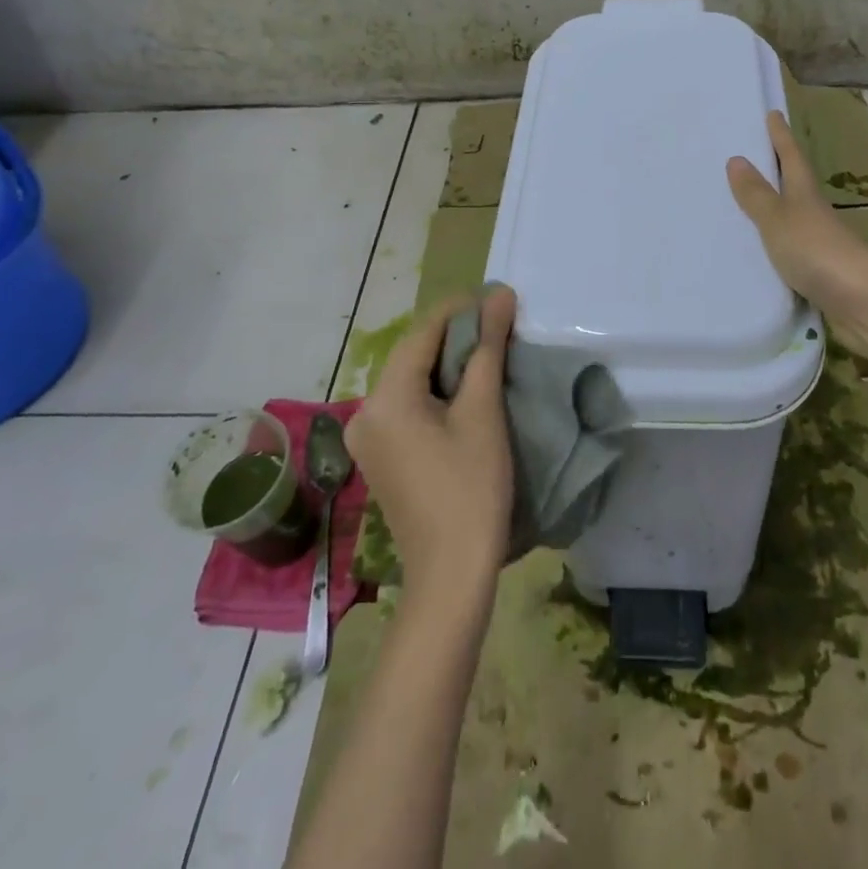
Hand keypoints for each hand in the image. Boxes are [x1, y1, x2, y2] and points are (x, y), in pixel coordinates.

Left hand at [344, 287, 516, 602]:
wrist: (451, 575)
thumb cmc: (471, 488)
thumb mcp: (483, 411)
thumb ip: (487, 347)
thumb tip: (499, 294)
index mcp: (385, 398)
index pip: (423, 332)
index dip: (461, 310)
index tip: (500, 301)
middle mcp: (366, 412)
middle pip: (414, 355)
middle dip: (457, 336)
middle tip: (502, 327)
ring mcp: (368, 438)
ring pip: (412, 380)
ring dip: (449, 364)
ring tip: (492, 354)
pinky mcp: (380, 457)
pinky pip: (408, 406)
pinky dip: (437, 392)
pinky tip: (468, 393)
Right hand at [727, 111, 867, 317]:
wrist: (862, 304)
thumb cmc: (818, 251)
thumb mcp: (779, 219)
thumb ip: (757, 195)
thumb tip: (737, 158)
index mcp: (805, 194)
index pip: (791, 157)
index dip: (781, 136)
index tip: (772, 114)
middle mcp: (814, 214)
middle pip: (794, 185)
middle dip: (775, 171)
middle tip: (749, 155)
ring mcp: (818, 244)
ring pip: (791, 219)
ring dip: (773, 210)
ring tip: (741, 204)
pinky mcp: (818, 273)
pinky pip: (788, 251)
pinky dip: (773, 245)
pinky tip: (756, 253)